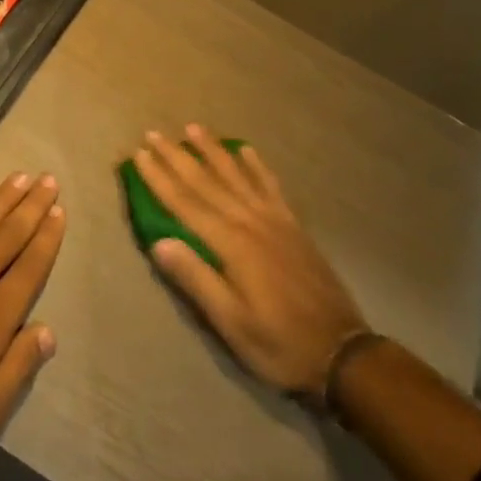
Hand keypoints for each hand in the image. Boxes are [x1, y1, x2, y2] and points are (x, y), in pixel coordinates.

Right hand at [136, 127, 365, 398]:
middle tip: (153, 134)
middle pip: (207, 181)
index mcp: (231, 244)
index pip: (185, 203)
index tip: (138, 155)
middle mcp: (251, 222)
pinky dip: (257, 166)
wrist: (342, 353)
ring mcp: (275, 220)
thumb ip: (196, 279)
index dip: (159, 178)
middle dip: (178, 156)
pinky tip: (247, 150)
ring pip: (237, 175)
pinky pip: (271, 186)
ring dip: (213, 150)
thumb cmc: (278, 344)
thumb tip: (158, 242)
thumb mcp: (231, 323)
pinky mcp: (293, 226)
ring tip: (194, 128)